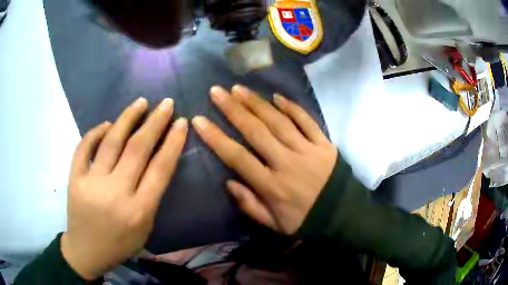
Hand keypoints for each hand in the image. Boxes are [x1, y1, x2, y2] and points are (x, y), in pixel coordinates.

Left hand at [62, 98, 187, 279]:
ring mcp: (92, 184)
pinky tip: (107, 124)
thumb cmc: (120, 244)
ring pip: (111, 141)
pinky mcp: (75, 179)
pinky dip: (96, 132)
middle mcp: (116, 194)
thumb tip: (154, 159)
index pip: (160, 169)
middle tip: (166, 103)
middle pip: (137, 149)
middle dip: (155, 122)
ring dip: (128, 118)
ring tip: (140, 102)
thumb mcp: (145, 228)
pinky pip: (84, 147)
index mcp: (139, 211)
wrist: (86, 251)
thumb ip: (151, 196)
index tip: (181, 122)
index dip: (173, 142)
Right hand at [192, 85, 337, 234]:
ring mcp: (307, 150)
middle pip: (256, 131)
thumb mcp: (274, 224)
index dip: (216, 137)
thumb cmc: (305, 220)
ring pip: (278, 121)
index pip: (237, 157)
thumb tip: (229, 182)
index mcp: (271, 185)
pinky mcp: (324, 144)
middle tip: (217, 92)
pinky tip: (277, 97)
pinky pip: (307, 122)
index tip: (200, 120)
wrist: (342, 215)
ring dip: (257, 103)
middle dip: (233, 109)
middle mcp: (286, 163)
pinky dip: (292, 108)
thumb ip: (250, 205)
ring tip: (239, 89)